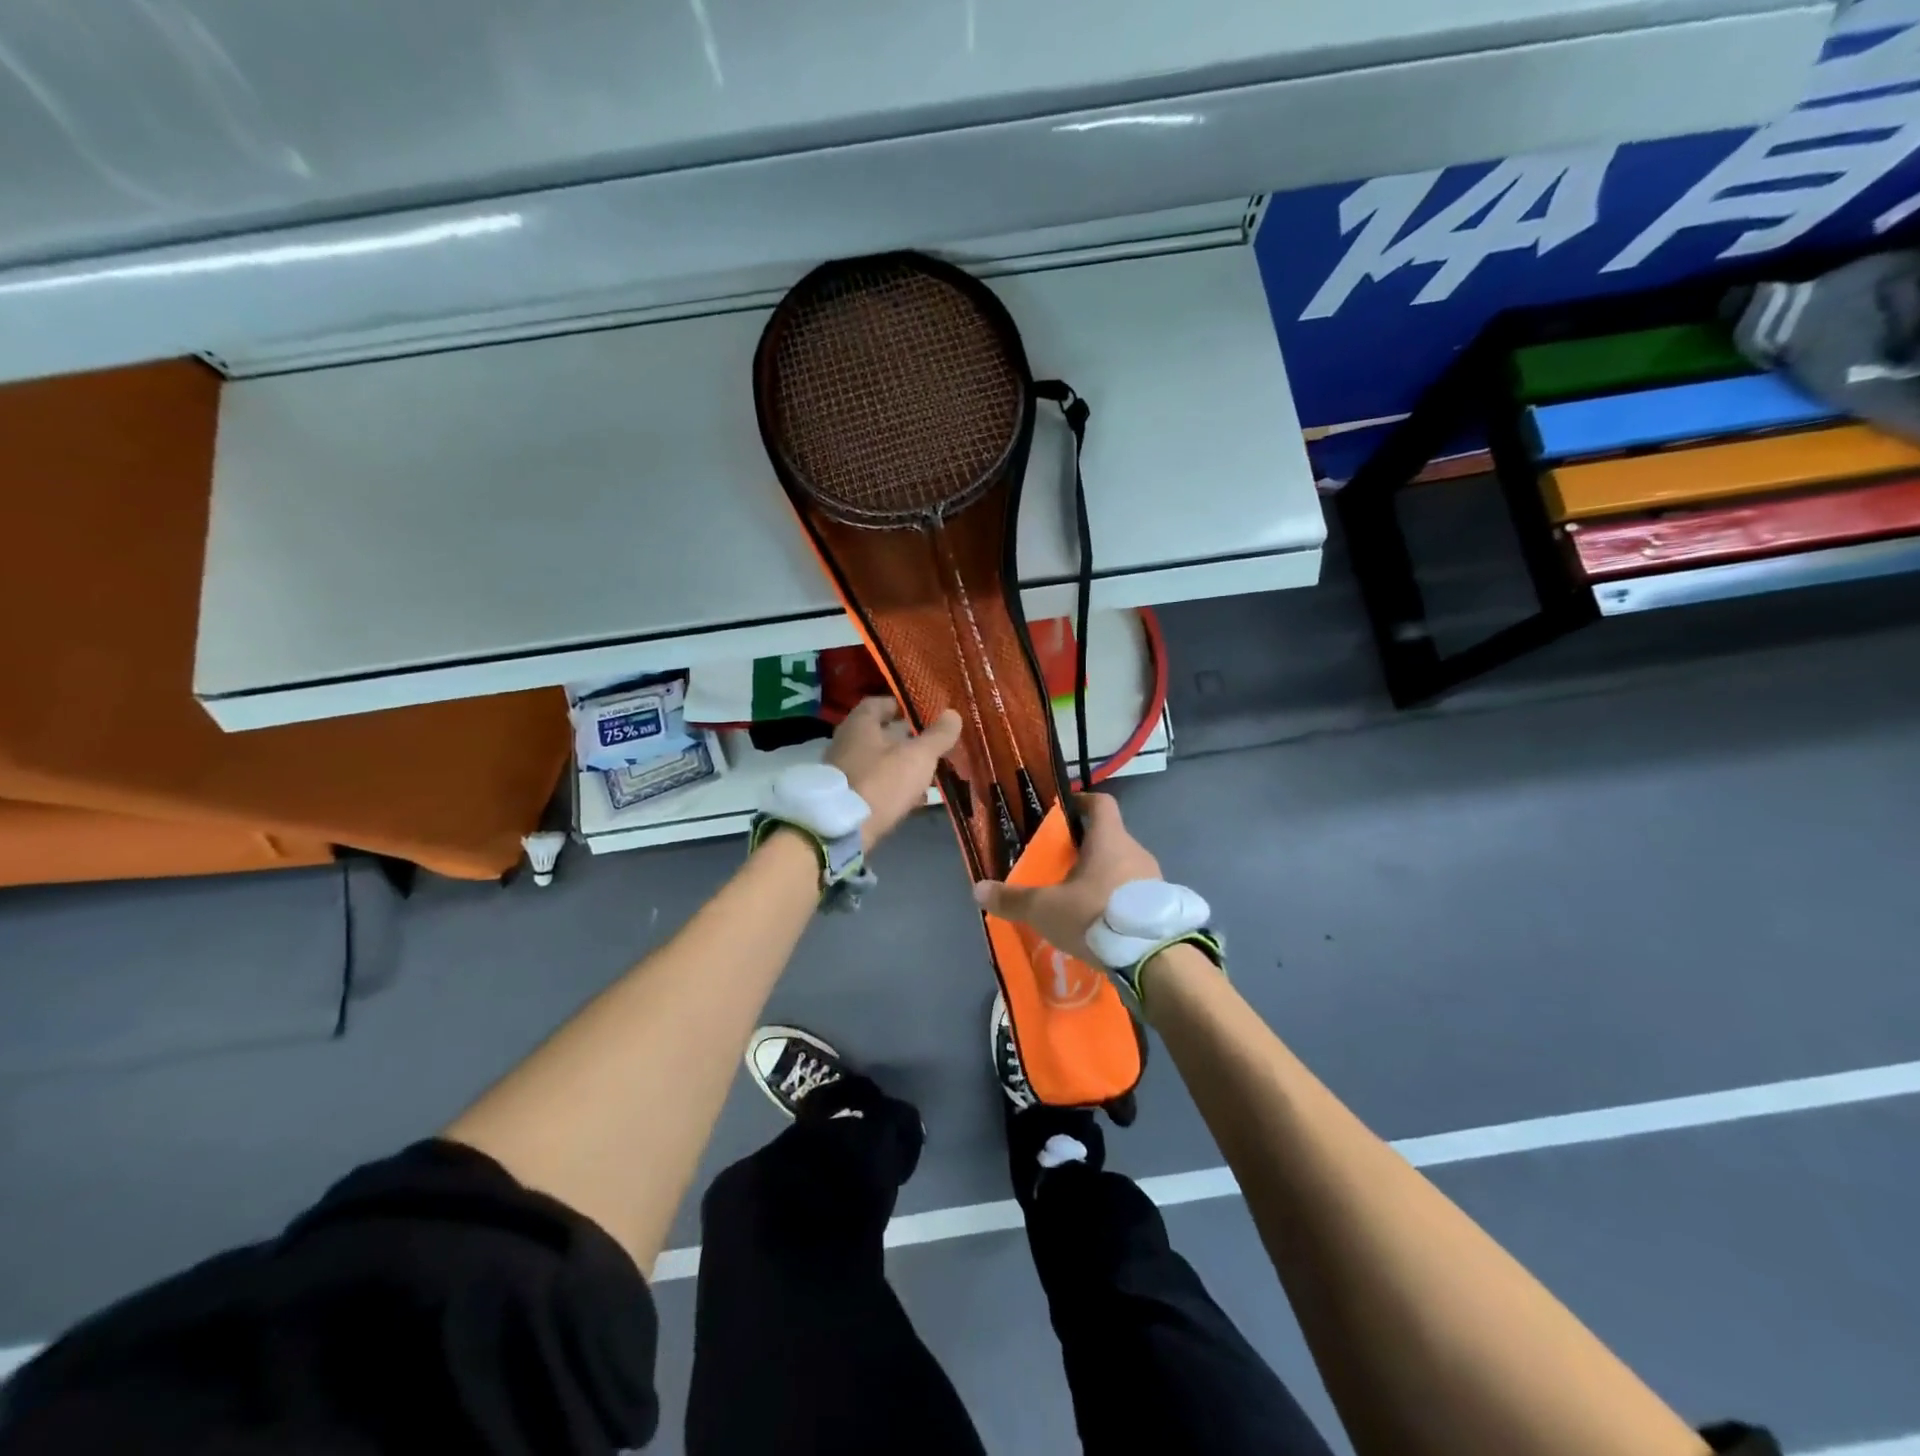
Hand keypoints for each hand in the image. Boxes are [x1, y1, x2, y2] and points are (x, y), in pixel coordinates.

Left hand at [825, 697, 962, 850]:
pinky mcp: (845, 797)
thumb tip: (953, 714)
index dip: (901, 705)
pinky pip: (873, 783)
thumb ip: (937, 736)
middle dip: (904, 737)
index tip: (922, 712)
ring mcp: (843, 770)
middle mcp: (846, 742)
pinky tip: (912, 797)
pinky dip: (892, 786)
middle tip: (930, 742)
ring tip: (927, 770)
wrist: (842, 830)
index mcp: (860, 724)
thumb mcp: (918, 757)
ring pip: (877, 760)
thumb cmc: (881, 782)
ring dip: (900, 763)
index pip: (879, 703)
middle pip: (878, 733)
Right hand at [971, 793, 1160, 964]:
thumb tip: (978, 890)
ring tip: (1077, 900)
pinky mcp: (1162, 907)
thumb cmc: (1096, 916)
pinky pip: (1134, 894)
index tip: (1063, 812)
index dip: (1082, 802)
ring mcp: (1154, 879)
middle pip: (1109, 838)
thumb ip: (1013, 899)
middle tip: (1059, 866)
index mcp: (1110, 839)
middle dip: (1084, 849)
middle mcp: (1136, 851)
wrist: (1155, 958)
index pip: (1101, 803)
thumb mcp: (1046, 909)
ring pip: (1122, 867)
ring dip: (1101, 877)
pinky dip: (1116, 901)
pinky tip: (1100, 923)